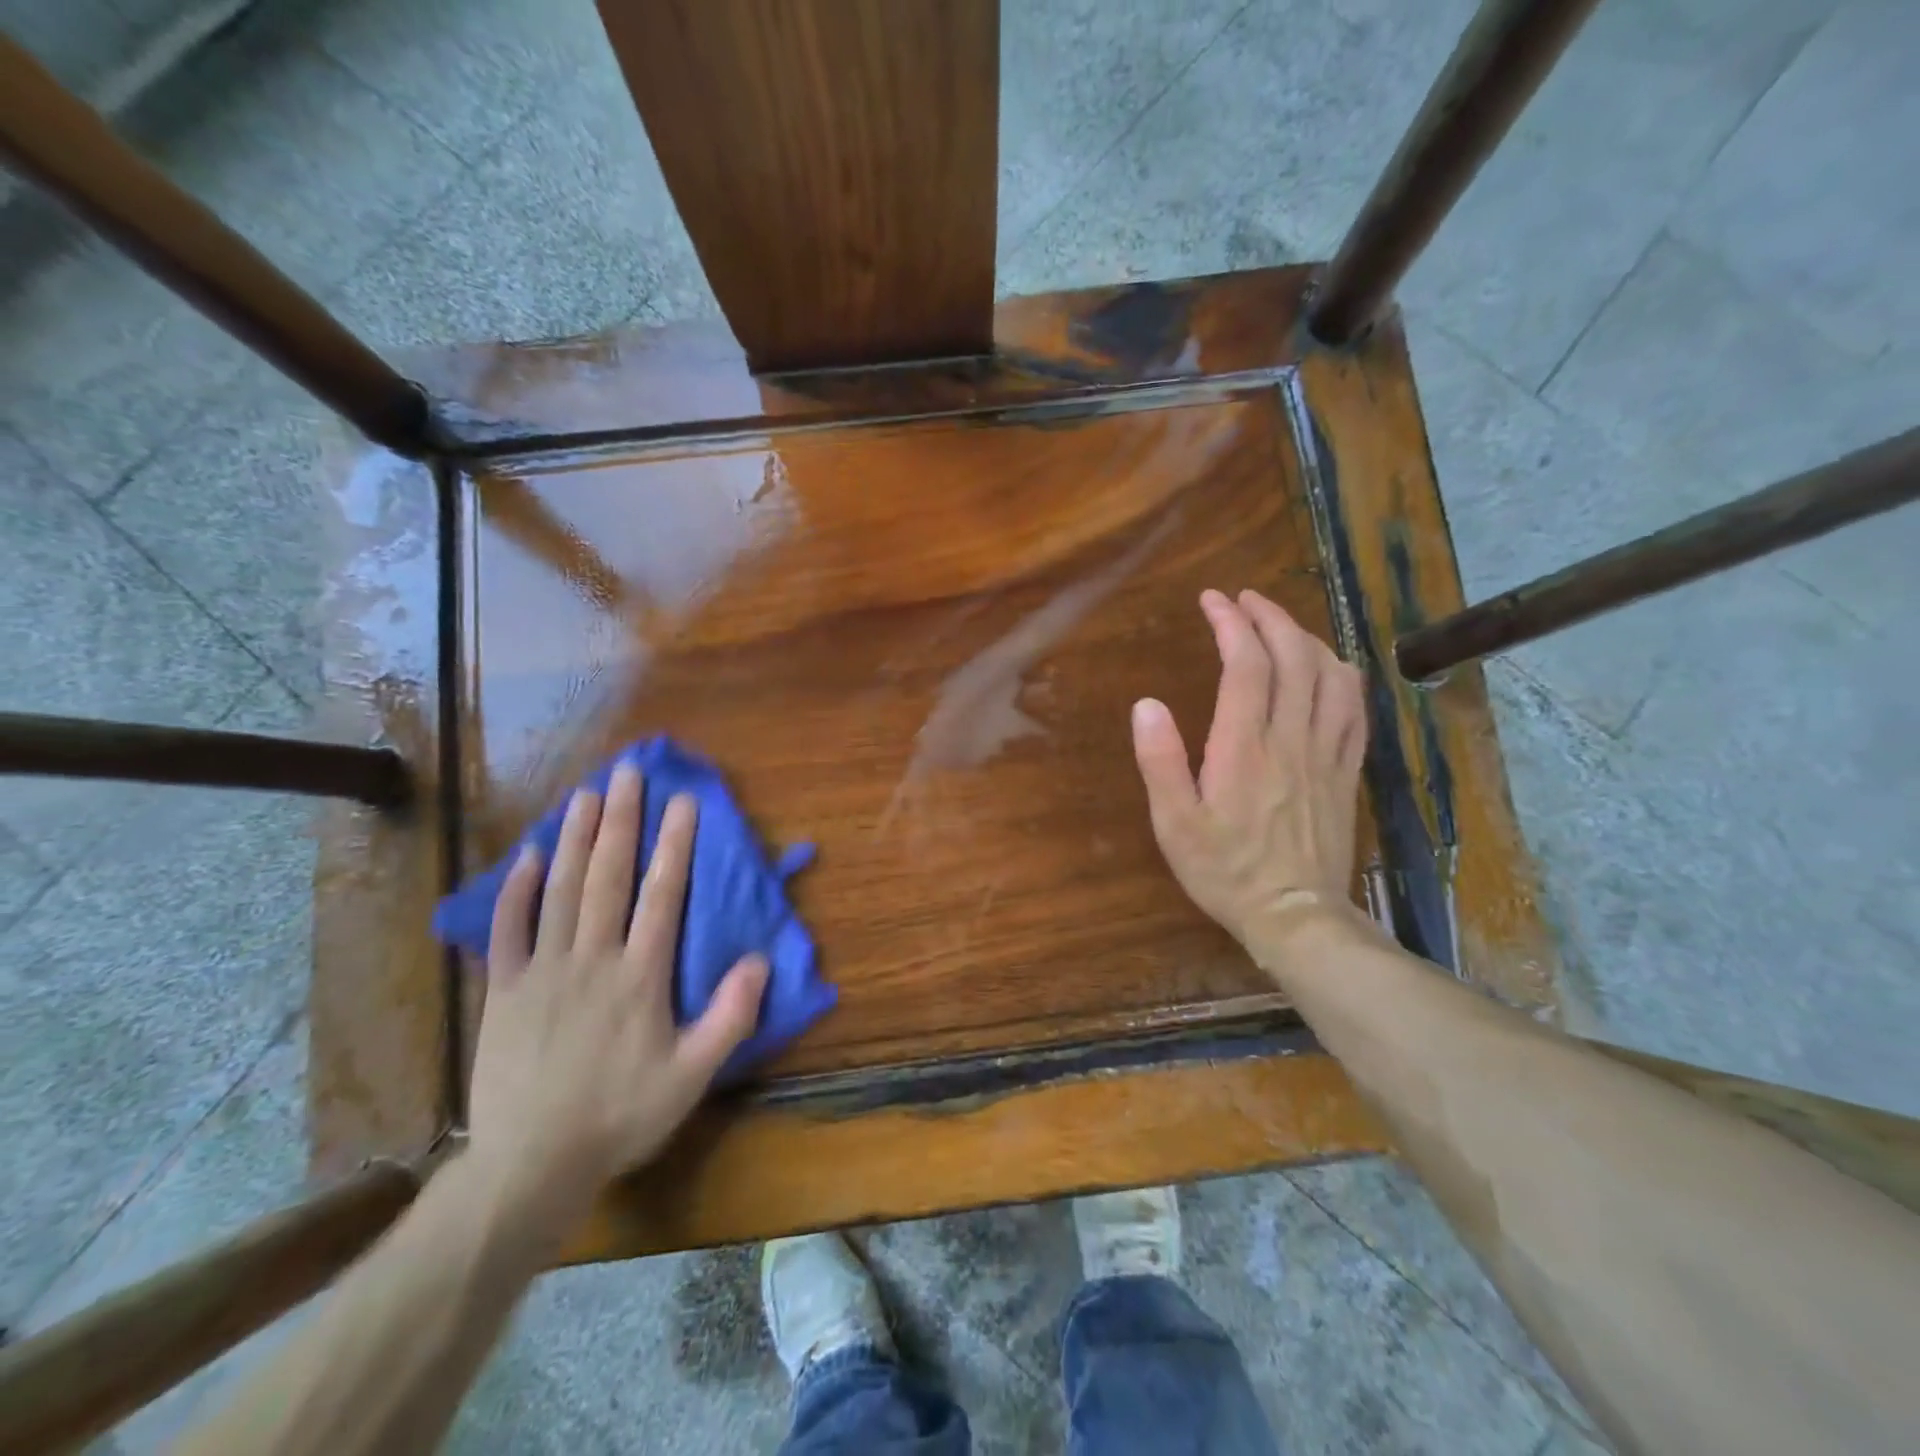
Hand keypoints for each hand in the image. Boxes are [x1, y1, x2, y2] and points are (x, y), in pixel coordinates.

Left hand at [467, 763, 768, 1216]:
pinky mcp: (502, 990)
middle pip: (609, 877)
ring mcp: (542, 970)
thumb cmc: (621, 1115)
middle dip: (622, 820)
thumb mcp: (692, 1076)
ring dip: (576, 837)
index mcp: (640, 977)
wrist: (530, 1164)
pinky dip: (519, 889)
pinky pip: (508, 929)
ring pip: (561, 889)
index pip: (662, 895)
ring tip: (587, 793)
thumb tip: (760, 959)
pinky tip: (531, 853)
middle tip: (629, 773)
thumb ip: (730, 1016)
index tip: (683, 801)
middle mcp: (592, 959)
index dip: (675, 844)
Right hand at [1132, 589, 1368, 961]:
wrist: (1294, 915)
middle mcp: (1290, 739)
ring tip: (1280, 625)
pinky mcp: (1346, 770)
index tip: (1213, 600)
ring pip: (1330, 675)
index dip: (1231, 623)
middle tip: (1244, 600)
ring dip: (1306, 638)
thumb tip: (1146, 704)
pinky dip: (1342, 674)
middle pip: (1293, 657)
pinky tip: (1328, 666)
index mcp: (1243, 748)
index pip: (1246, 665)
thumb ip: (1160, 761)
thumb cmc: (1224, 871)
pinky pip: (1355, 708)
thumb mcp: (1174, 824)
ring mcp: (1326, 753)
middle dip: (1269, 617)